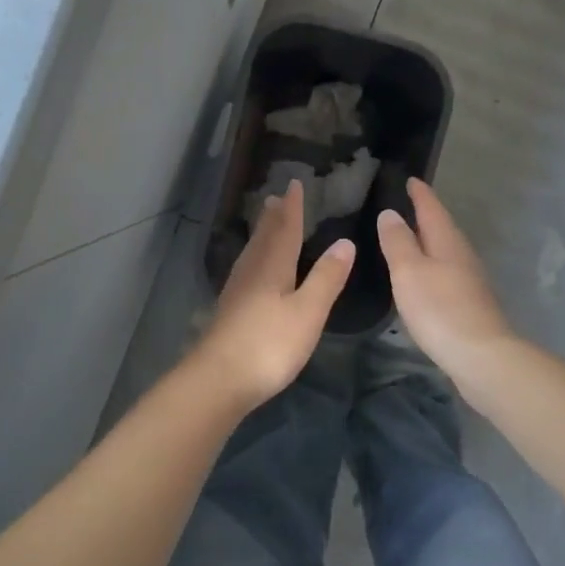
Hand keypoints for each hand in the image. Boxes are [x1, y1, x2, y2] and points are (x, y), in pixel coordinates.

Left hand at [192, 179, 355, 409]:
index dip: (293, 208)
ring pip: (252, 255)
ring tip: (265, 225)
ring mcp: (237, 293)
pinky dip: (254, 259)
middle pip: (264, 239)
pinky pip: (246, 271)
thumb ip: (326, 278)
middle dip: (273, 219)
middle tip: (275, 199)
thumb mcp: (308, 312)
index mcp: (273, 268)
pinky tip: (252, 272)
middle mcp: (252, 273)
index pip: (285, 230)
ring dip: (261, 236)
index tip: (294, 185)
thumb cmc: (268, 345)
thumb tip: (345, 241)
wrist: (219, 380)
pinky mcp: (230, 312)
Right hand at [376, 179, 514, 379]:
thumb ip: (398, 241)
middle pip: (442, 228)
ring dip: (428, 242)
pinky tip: (422, 277)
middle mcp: (462, 255)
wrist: (481, 356)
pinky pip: (446, 272)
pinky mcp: (469, 303)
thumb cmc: (440, 309)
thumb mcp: (409, 271)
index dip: (420, 193)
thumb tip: (390, 213)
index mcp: (447, 241)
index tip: (410, 179)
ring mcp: (469, 280)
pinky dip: (432, 266)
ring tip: (408, 238)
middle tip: (405, 205)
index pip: (431, 208)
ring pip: (445, 250)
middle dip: (425, 215)